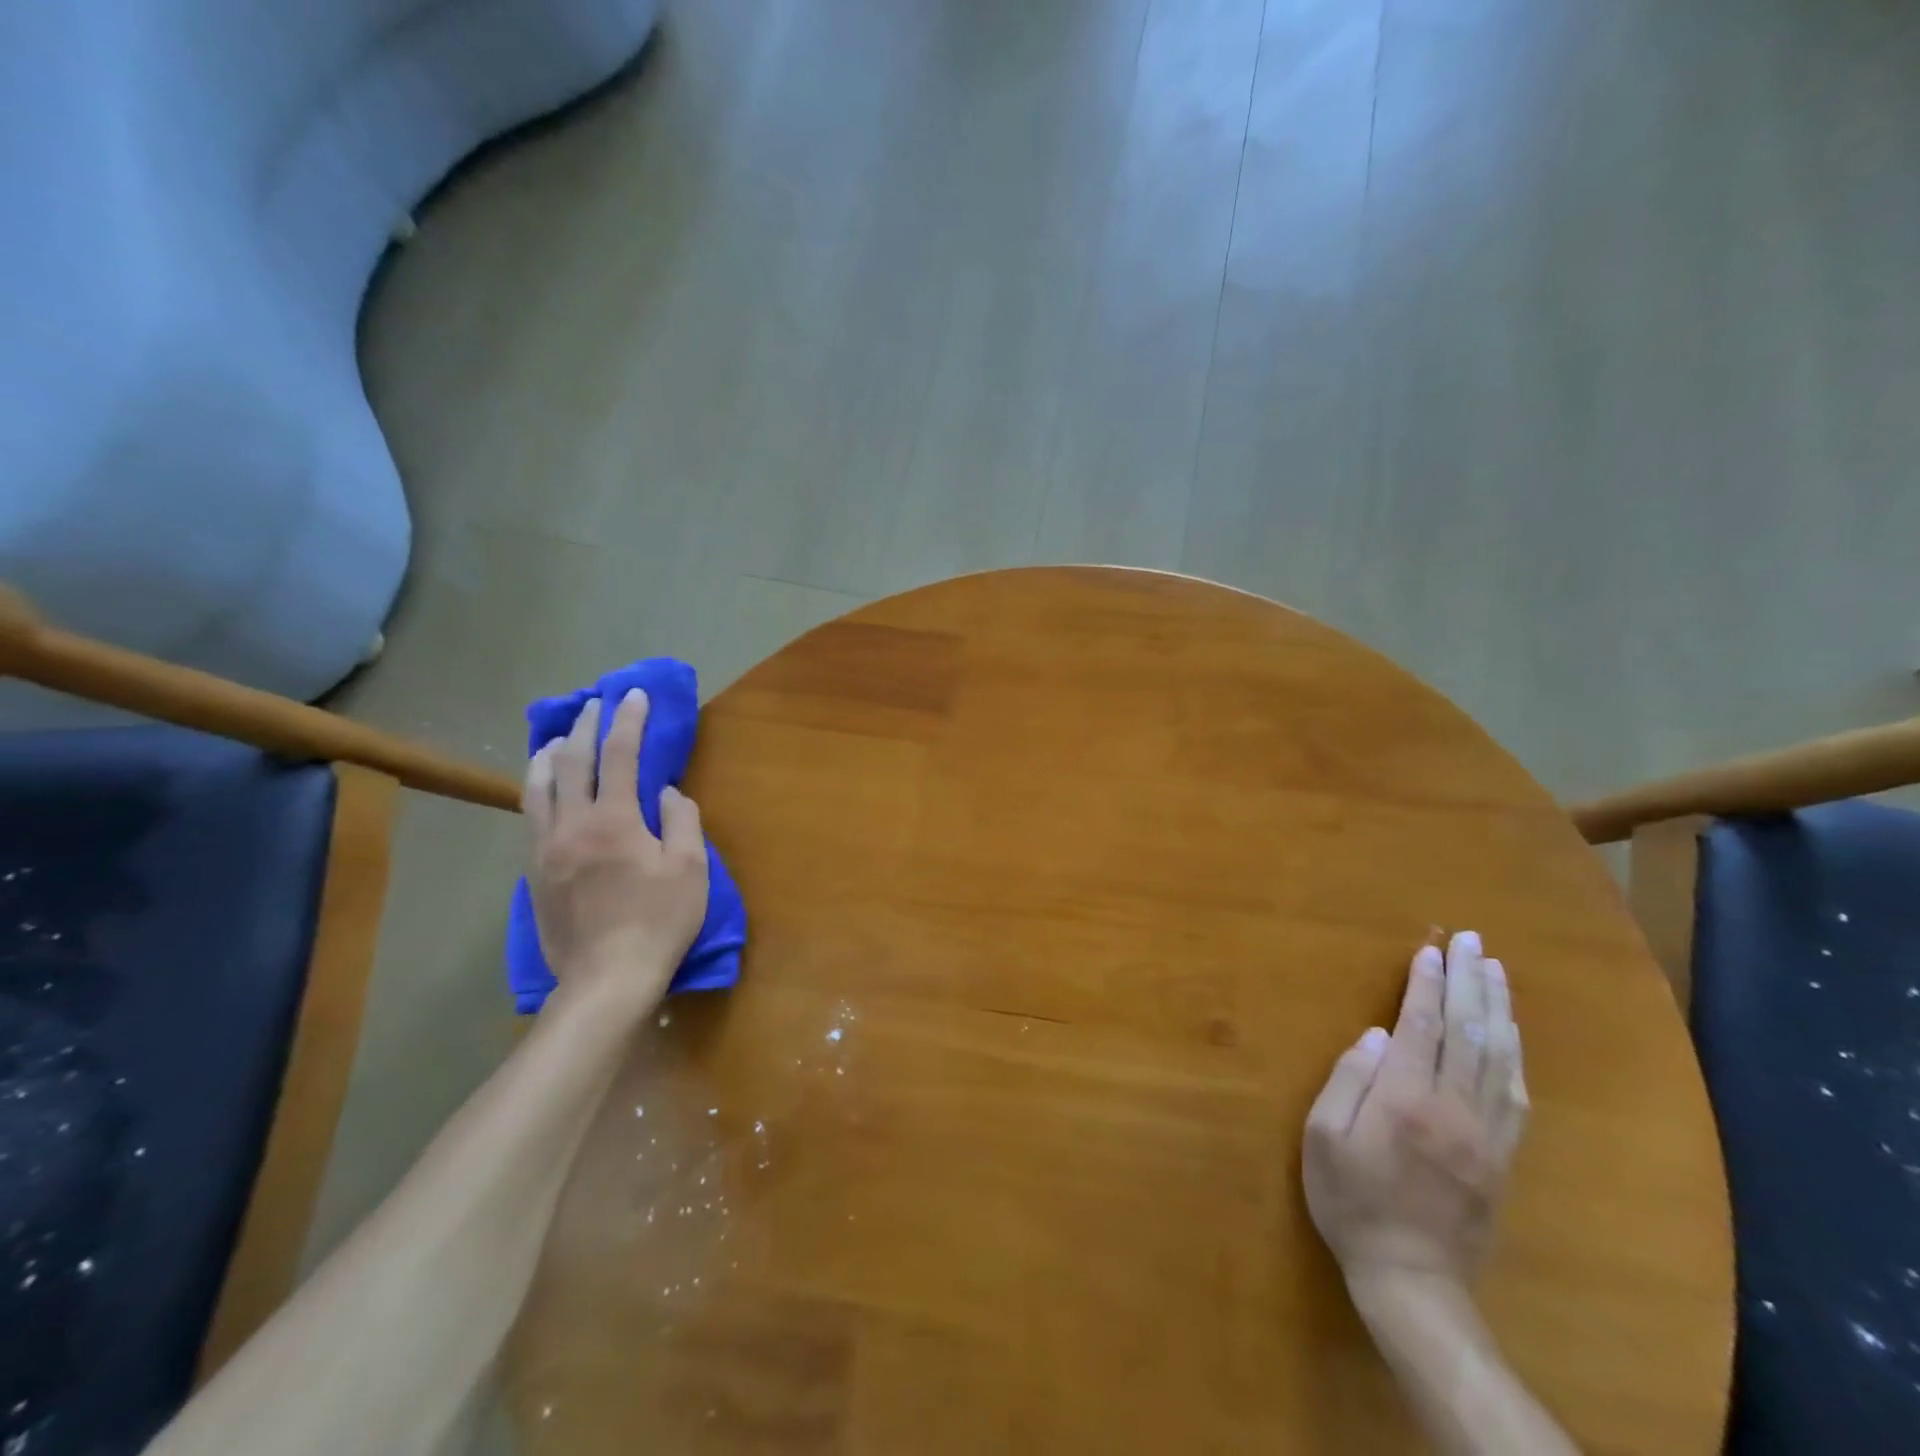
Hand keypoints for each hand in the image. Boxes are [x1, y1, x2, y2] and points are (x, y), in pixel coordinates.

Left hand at [523, 689, 708, 1018]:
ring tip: (557, 738)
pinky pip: (531, 819)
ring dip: (548, 754)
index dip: (629, 719)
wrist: (606, 979)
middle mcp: (573, 824)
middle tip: (595, 705)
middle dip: (585, 726)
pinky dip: (538, 791)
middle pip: (571, 761)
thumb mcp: (690, 870)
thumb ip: (682, 821)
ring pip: (537, 787)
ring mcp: (546, 849)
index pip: (621, 755)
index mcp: (615, 820)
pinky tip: (543, 790)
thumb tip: (667, 793)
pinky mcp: (534, 873)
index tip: (634, 694)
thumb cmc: (658, 922)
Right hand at [1303, 932, 1527, 1295]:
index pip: (1421, 1027)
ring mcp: (1486, 1133)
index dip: (1426, 984)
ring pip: (1499, 1057)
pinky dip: (1515, 1055)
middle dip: (1469, 981)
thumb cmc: (1351, 1199)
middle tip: (1473, 942)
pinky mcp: (1504, 1156)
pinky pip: (1516, 1095)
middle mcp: (1453, 1108)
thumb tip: (1376, 1036)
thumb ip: (1349, 1081)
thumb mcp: (1322, 1138)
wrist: (1411, 1277)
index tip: (1429, 950)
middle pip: (1468, 1032)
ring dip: (1499, 1008)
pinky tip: (1512, 1033)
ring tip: (1497, 970)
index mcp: (1405, 1100)